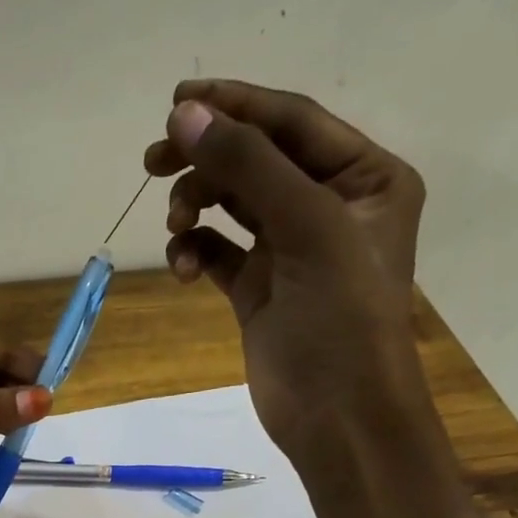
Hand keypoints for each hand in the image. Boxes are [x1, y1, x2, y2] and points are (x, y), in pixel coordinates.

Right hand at [143, 79, 430, 462]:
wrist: (337, 417)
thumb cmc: (341, 319)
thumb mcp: (306, 228)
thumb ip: (247, 165)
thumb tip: (184, 113)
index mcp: (365, 178)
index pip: (293, 123)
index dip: (236, 107)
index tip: (176, 100)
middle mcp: (329, 206)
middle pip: (257, 160)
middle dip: (207, 158)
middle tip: (153, 161)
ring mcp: (291, 251)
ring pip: (232, 205)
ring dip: (197, 207)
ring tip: (175, 228)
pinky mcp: (259, 290)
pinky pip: (219, 252)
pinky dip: (196, 252)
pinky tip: (183, 269)